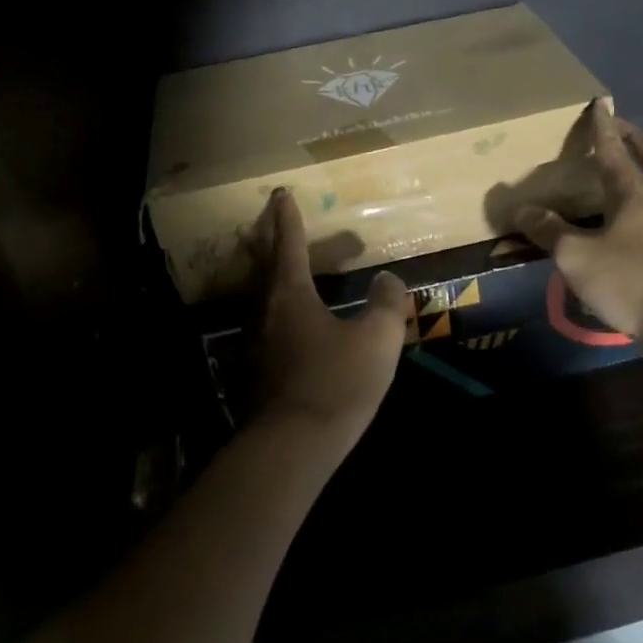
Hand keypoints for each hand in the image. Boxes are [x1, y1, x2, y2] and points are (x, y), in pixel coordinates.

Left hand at [249, 188, 407, 450]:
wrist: (290, 448)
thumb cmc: (335, 383)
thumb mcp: (376, 340)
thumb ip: (386, 304)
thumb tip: (388, 279)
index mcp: (290, 293)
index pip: (288, 243)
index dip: (287, 217)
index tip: (281, 194)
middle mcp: (266, 310)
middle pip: (264, 264)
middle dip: (268, 237)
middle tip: (269, 218)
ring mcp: (255, 342)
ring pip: (260, 294)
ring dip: (268, 272)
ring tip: (279, 264)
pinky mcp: (254, 371)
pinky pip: (264, 322)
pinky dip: (273, 305)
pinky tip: (286, 322)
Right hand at [514, 101, 642, 350]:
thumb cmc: (633, 280)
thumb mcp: (578, 257)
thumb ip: (549, 232)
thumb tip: (522, 209)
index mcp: (633, 194)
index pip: (614, 150)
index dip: (603, 127)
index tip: (600, 102)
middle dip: (637, 140)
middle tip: (620, 130)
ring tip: (620, 173)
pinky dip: (642, 206)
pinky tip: (624, 224)